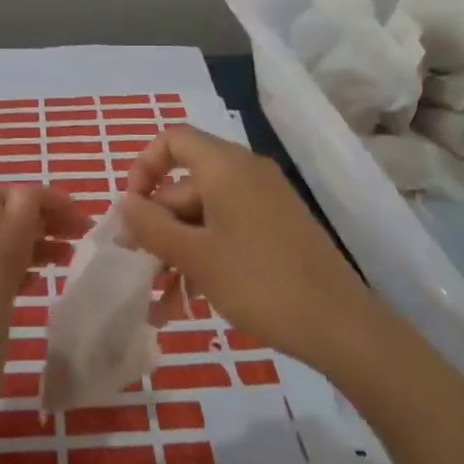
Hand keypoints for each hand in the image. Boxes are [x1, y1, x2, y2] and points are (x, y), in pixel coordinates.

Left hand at [0, 184, 87, 463]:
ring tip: (72, 256)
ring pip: (2, 247)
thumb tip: (26, 193)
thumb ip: (6, 251)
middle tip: (83, 236)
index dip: (38, 199)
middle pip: (1, 219)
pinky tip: (43, 283)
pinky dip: (25, 268)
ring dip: (36, 241)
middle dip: (41, 215)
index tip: (79, 219)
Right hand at [119, 125, 370, 374]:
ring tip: (160, 303)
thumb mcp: (194, 255)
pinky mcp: (276, 228)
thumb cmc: (258, 281)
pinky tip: (188, 301)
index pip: (173, 140)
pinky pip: (227, 230)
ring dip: (177, 252)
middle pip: (185, 185)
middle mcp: (245, 173)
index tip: (132, 209)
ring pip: (203, 215)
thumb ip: (151, 225)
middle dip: (157, 227)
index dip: (143, 167)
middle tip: (140, 268)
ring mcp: (264, 202)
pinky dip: (204, 257)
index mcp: (225, 166)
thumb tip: (124, 203)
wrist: (339, 324)